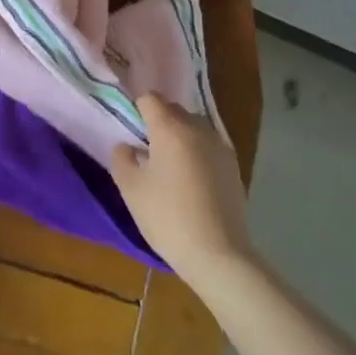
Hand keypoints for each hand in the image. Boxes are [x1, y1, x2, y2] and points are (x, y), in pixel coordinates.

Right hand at [110, 93, 254, 286]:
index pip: (150, 99)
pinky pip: (208, 146)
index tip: (131, 130)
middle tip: (147, 149)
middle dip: (158, 121)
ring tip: (170, 166)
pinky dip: (197, 152)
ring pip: (193, 127)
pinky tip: (191, 180)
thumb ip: (121, 158)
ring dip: (179, 136)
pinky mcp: (234, 166)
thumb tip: (127, 146)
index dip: (137, 109)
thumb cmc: (168, 218)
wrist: (218, 255)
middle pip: (173, 109)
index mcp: (170, 128)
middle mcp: (198, 129)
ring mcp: (220, 146)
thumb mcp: (130, 189)